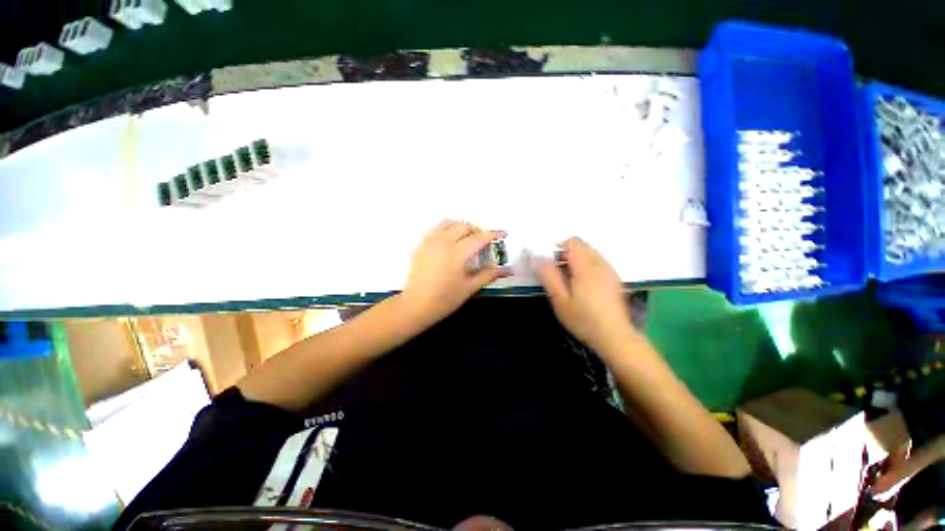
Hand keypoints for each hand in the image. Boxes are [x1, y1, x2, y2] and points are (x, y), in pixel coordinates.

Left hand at [402, 220, 507, 325]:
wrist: (415, 305)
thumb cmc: (444, 299)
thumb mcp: (469, 288)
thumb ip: (488, 275)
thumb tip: (506, 270)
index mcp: (457, 254)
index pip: (479, 238)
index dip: (493, 235)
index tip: (502, 234)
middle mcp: (443, 242)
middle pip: (464, 226)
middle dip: (477, 230)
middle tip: (484, 241)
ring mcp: (430, 242)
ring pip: (449, 223)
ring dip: (462, 226)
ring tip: (468, 238)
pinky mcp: (421, 245)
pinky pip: (436, 228)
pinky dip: (447, 229)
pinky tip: (450, 241)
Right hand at [535, 237, 635, 353]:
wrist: (615, 337)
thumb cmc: (583, 319)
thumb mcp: (560, 300)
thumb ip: (549, 276)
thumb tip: (537, 257)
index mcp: (586, 267)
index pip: (573, 242)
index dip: (558, 247)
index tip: (550, 264)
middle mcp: (601, 264)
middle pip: (582, 245)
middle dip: (567, 253)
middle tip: (557, 274)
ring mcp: (610, 271)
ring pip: (590, 253)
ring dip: (577, 260)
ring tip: (569, 281)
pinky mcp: (615, 279)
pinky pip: (598, 262)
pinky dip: (587, 266)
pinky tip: (583, 286)